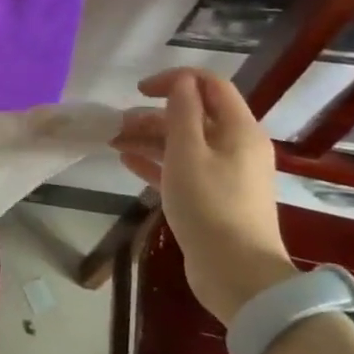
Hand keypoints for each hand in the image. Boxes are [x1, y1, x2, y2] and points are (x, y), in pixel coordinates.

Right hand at [111, 69, 295, 325]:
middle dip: (154, 114)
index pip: (210, 85)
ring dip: (149, 138)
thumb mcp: (188, 152)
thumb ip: (182, 112)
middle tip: (119, 125)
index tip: (140, 91)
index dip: (175, 80)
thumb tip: (180, 81)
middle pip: (194, 116)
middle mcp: (236, 146)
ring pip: (184, 143)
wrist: (236, 273)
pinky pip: (181, 168)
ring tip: (114, 142)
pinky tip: (126, 161)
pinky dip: (156, 161)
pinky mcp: (212, 197)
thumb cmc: (210, 205)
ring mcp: (225, 174)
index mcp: (239, 130)